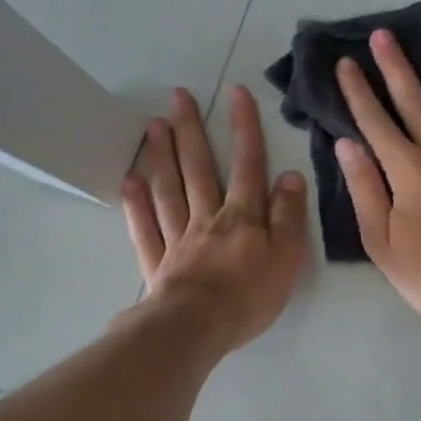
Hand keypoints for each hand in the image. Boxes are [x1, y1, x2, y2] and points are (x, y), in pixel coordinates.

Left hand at [119, 85, 308, 354]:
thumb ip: (289, 216)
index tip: (236, 93)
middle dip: (192, 129)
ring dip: (162, 155)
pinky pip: (144, 228)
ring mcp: (177, 238)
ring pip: (169, 189)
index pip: (247, 165)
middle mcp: (207, 218)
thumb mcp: (287, 257)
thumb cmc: (249, 296)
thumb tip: (290, 175)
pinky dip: (136, 204)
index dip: (244, 128)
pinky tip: (129, 181)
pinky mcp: (157, 262)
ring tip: (154, 125)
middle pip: (199, 168)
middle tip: (179, 95)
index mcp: (242, 217)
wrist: (197, 328)